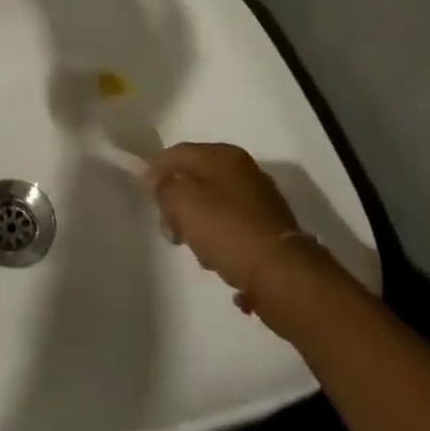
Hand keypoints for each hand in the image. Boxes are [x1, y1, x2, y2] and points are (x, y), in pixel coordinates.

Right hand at [146, 143, 328, 334]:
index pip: (179, 152)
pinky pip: (235, 234)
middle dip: (179, 204)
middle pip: (197, 181)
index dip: (157, 170)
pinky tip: (222, 264)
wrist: (285, 278)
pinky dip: (224, 247)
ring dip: (202, 229)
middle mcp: (245, 172)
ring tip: (201, 254)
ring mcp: (261, 203)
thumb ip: (165, 188)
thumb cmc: (228, 231)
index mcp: (224, 156)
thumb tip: (160, 183)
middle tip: (171, 230)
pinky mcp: (271, 234)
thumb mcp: (183, 203)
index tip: (145, 195)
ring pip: (216, 209)